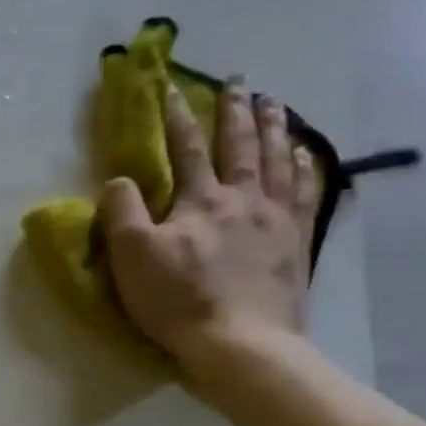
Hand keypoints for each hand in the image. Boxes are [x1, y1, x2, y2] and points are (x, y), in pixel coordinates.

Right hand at [98, 77, 318, 397]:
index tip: (171, 89)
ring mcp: (277, 219)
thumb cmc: (179, 301)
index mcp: (200, 200)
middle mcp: (243, 198)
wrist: (242, 343)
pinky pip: (306, 192)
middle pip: (240, 144)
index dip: (177, 118)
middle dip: (235, 110)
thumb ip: (121, 212)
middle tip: (238, 81)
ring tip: (273, 103)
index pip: (187, 149)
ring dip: (274, 127)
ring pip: (278, 159)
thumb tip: (118, 180)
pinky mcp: (297, 243)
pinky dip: (305, 167)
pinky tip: (305, 154)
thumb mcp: (132, 256)